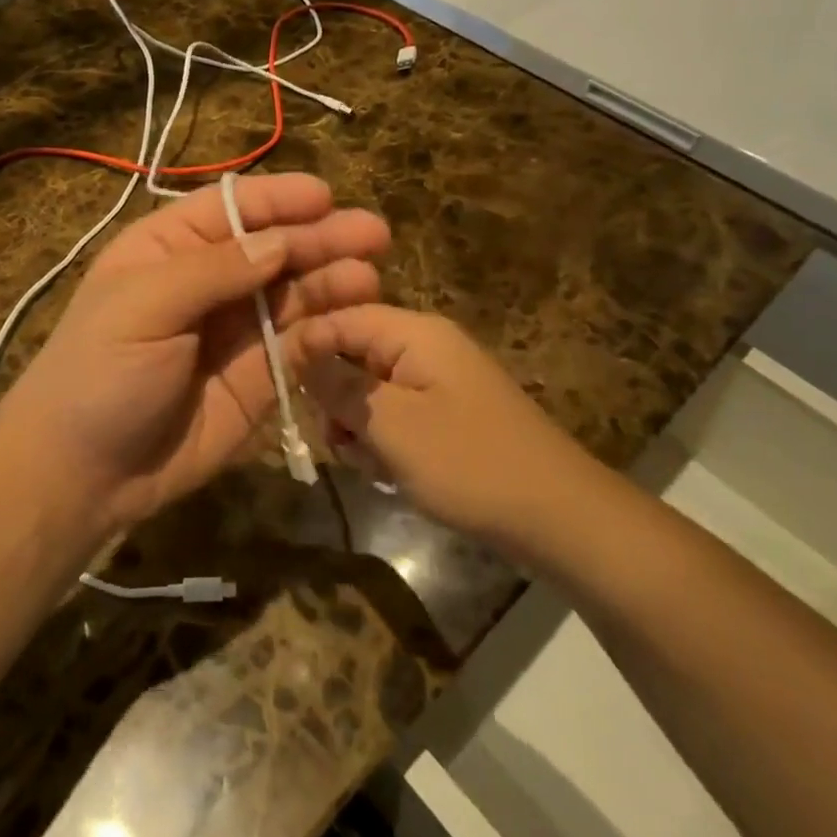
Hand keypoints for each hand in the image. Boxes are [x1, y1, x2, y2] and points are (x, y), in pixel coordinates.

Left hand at [0, 174, 389, 531]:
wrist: (83, 474)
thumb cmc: (99, 372)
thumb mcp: (144, 306)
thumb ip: (215, 270)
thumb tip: (280, 242)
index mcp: (170, 249)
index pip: (231, 209)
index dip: (277, 200)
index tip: (325, 197)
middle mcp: (209, 281)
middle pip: (274, 248)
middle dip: (320, 238)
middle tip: (373, 234)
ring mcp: (236, 330)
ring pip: (295, 293)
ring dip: (333, 280)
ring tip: (370, 275)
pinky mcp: (259, 377)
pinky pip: (300, 343)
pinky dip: (328, 328)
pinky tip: (356, 316)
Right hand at [288, 306, 581, 545]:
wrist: (559, 517)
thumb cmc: (469, 463)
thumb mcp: (391, 425)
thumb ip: (337, 385)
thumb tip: (293, 352)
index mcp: (413, 332)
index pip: (338, 318)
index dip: (304, 348)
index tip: (278, 388)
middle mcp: (424, 345)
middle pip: (351, 354)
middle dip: (334, 397)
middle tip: (337, 440)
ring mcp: (437, 380)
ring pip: (368, 390)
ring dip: (357, 426)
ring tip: (369, 464)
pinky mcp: (445, 413)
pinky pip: (395, 414)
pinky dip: (383, 441)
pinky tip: (389, 473)